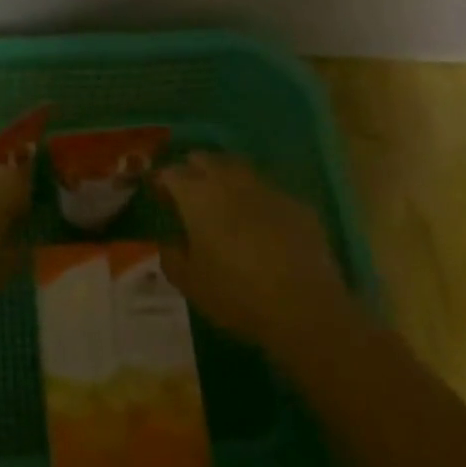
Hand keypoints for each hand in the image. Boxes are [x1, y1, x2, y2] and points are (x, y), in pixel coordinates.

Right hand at [153, 152, 355, 358]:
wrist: (305, 307)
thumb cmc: (235, 294)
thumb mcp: (190, 283)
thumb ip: (172, 257)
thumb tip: (170, 243)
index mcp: (197, 195)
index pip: (171, 173)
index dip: (162, 183)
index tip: (161, 198)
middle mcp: (229, 180)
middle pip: (204, 159)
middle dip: (193, 171)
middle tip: (190, 196)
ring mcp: (265, 188)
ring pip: (237, 169)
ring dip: (225, 179)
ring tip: (224, 204)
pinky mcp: (295, 202)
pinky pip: (267, 191)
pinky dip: (256, 200)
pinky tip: (261, 224)